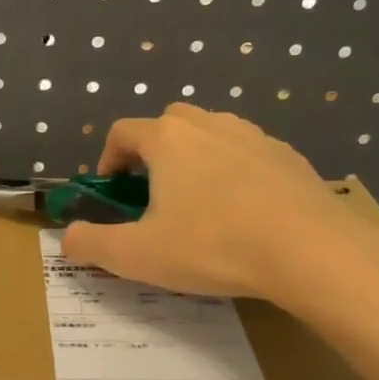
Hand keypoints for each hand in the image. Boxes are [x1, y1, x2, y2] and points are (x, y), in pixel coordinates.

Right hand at [62, 104, 378, 319]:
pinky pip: (250, 155)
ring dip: (196, 160)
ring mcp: (254, 136)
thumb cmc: (213, 246)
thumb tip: (67, 238)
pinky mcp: (289, 156)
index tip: (114, 194)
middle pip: (168, 123)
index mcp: (168, 139)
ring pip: (212, 135)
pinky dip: (236, 173)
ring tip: (202, 205)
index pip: (123, 132)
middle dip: (154, 153)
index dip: (109, 160)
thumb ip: (92, 245)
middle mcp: (209, 124)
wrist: (311, 250)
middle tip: (155, 196)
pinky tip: (246, 213)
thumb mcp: (138, 255)